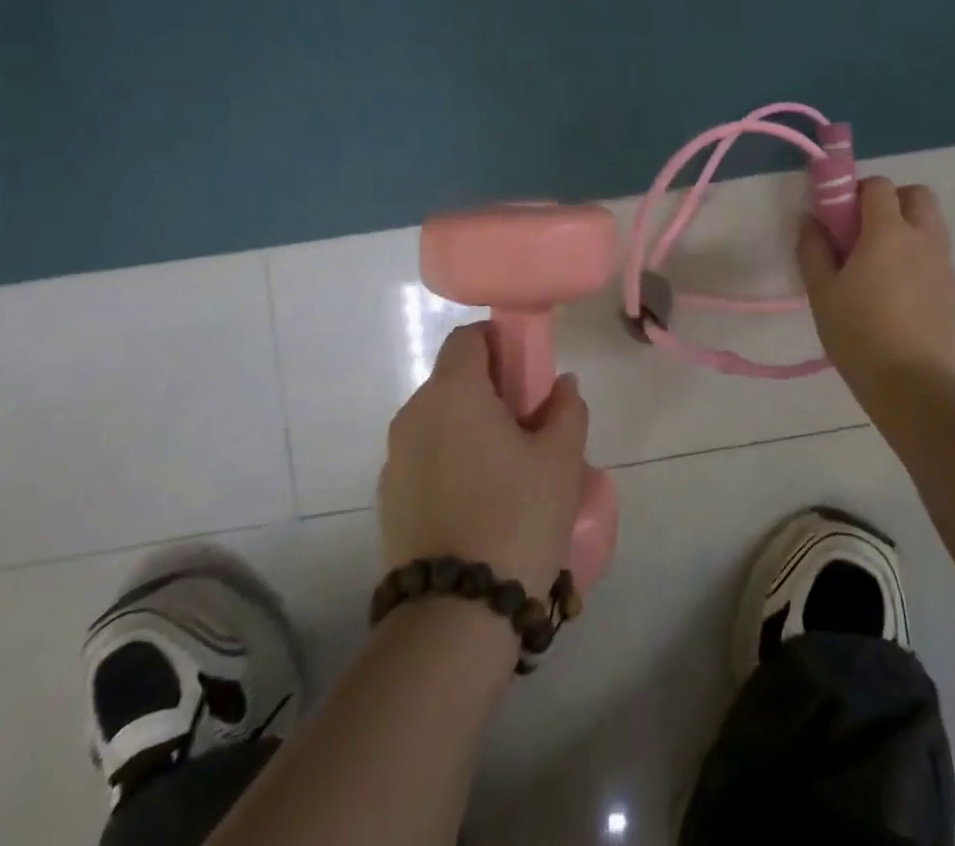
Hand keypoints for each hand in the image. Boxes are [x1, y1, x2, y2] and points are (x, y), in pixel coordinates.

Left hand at [378, 322, 589, 598]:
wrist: (454, 616)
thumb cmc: (515, 517)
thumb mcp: (561, 458)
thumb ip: (566, 408)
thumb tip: (560, 385)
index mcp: (452, 392)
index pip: (469, 338)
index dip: (502, 344)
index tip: (530, 374)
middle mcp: (413, 415)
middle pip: (454, 380)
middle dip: (493, 390)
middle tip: (531, 424)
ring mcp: (394, 460)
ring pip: (440, 421)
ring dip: (473, 428)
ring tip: (510, 468)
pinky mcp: (388, 500)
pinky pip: (426, 458)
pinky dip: (453, 461)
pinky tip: (482, 501)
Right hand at [798, 176, 954, 399]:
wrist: (914, 385)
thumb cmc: (859, 333)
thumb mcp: (822, 292)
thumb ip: (813, 249)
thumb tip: (809, 220)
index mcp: (888, 232)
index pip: (879, 186)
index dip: (857, 192)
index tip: (840, 217)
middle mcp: (923, 238)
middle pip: (917, 195)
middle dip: (892, 201)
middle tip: (866, 232)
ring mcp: (944, 264)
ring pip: (932, 224)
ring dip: (909, 228)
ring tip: (882, 264)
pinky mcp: (954, 291)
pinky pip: (937, 256)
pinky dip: (919, 258)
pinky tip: (900, 293)